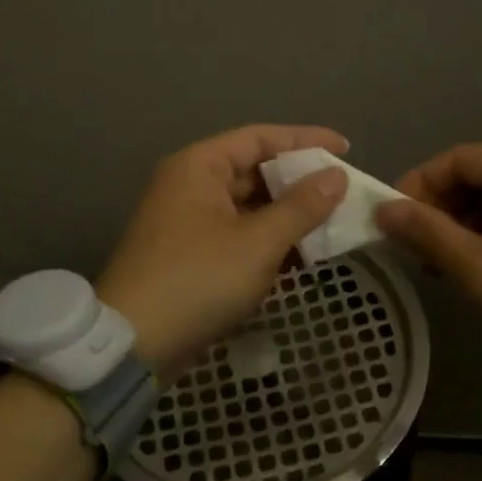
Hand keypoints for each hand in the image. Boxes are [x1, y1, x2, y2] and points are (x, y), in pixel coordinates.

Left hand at [97, 125, 349, 375]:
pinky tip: (301, 256)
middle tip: (343, 195)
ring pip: (249, 207)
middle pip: (254, 171)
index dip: (306, 140)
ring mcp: (188, 222)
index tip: (346, 150)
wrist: (135, 342)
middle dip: (299, 183)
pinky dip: (268, 242)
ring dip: (287, 216)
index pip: (260, 138)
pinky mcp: (192, 256)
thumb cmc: (198, 280)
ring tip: (331, 226)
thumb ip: (301, 206)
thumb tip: (337, 176)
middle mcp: (191, 185)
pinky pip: (238, 235)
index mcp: (199, 167)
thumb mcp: (258, 242)